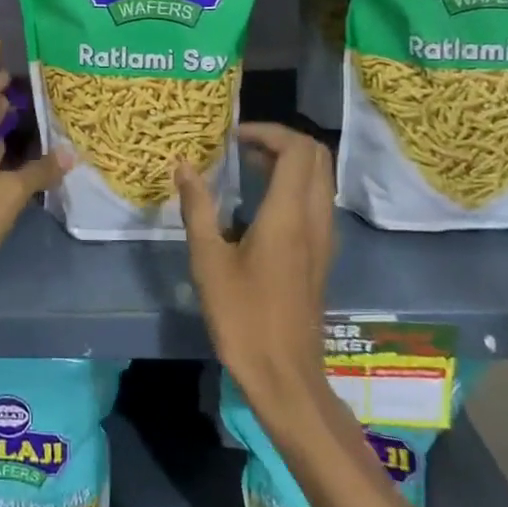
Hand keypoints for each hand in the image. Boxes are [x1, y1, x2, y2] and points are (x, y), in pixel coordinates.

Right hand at [176, 123, 336, 427]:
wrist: (285, 375)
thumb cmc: (243, 317)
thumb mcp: (208, 260)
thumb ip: (197, 208)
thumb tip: (184, 167)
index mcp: (289, 215)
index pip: (297, 149)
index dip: (267, 131)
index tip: (233, 137)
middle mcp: (315, 219)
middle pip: (316, 156)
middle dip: (281, 141)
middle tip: (242, 147)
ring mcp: (323, 238)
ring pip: (320, 178)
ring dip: (290, 162)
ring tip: (248, 168)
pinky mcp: (321, 255)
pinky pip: (317, 201)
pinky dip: (295, 185)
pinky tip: (260, 204)